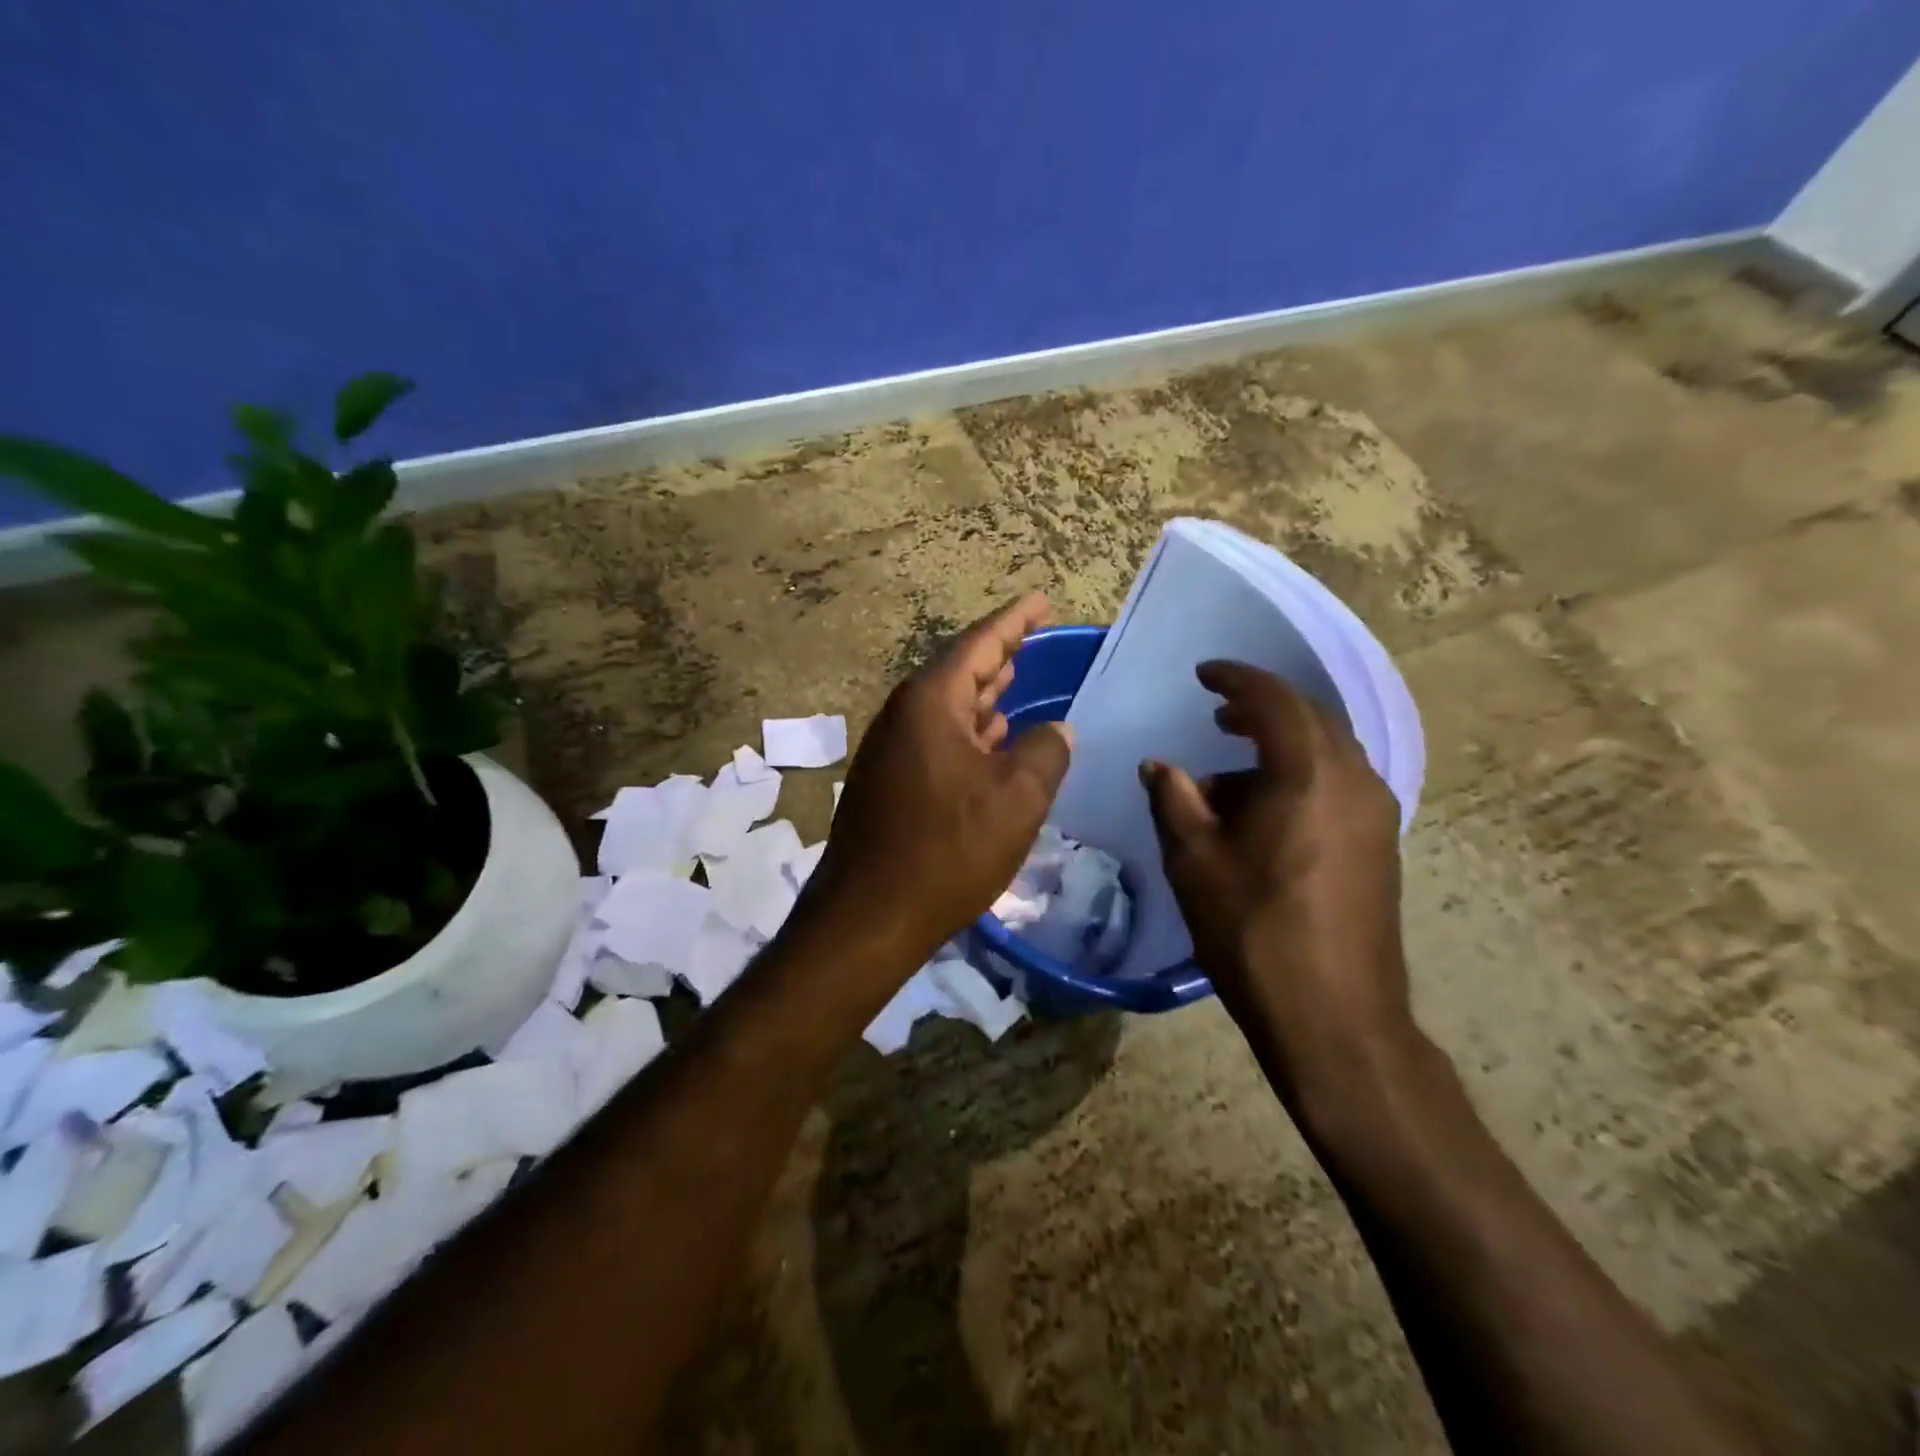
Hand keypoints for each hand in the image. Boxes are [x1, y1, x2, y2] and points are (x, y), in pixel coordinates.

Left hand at [800, 592, 1072, 971]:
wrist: (869, 916)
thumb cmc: (947, 850)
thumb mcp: (1016, 799)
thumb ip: (1045, 753)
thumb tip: (1056, 731)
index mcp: (930, 703)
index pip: (980, 644)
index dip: (1015, 620)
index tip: (1040, 599)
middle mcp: (903, 716)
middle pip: (959, 672)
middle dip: (999, 655)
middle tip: (1032, 637)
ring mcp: (891, 750)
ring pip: (947, 708)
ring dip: (983, 695)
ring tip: (1015, 680)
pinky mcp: (888, 782)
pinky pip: (937, 739)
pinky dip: (969, 732)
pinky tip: (990, 741)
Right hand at [1140, 661, 1409, 1101]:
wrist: (1336, 1018)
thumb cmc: (1254, 932)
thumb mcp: (1194, 861)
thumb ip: (1174, 799)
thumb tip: (1159, 765)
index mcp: (1309, 773)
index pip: (1274, 699)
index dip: (1235, 679)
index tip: (1203, 674)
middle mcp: (1355, 780)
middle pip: (1310, 719)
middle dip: (1260, 709)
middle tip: (1217, 715)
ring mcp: (1376, 814)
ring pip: (1326, 753)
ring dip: (1279, 746)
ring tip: (1230, 769)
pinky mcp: (1380, 845)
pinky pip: (1337, 785)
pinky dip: (1298, 777)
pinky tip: (1263, 811)